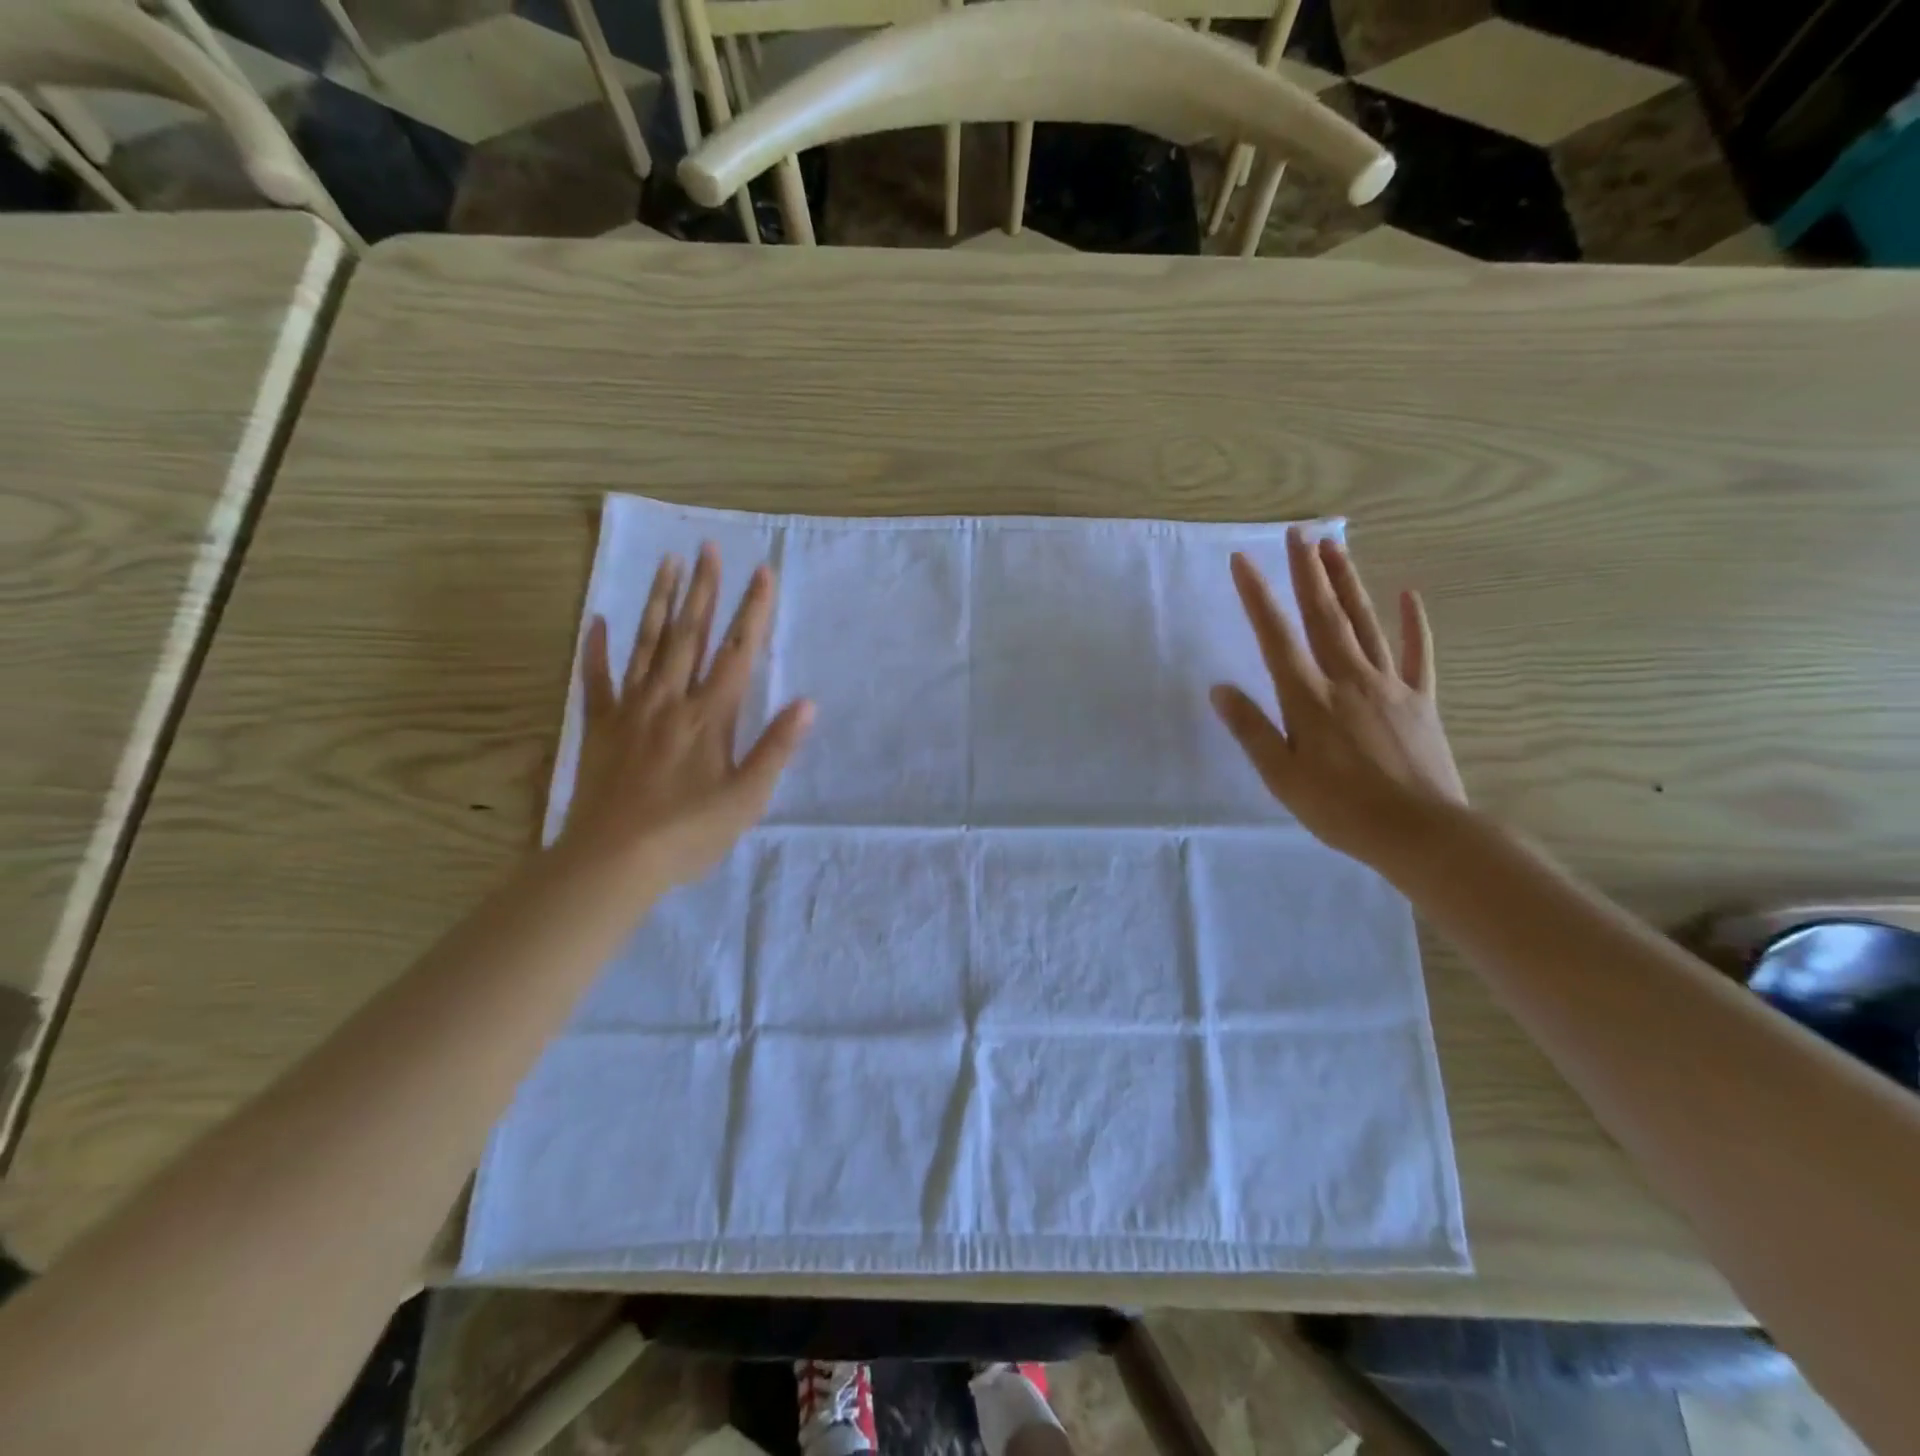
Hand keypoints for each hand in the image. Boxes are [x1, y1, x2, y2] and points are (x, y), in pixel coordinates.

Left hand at [561, 543, 812, 889]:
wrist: (613, 861)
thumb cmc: (689, 833)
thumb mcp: (747, 799)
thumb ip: (775, 748)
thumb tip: (807, 704)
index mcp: (710, 717)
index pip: (737, 653)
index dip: (752, 611)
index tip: (762, 573)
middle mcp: (671, 701)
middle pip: (689, 636)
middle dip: (703, 589)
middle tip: (708, 547)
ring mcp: (631, 711)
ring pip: (647, 646)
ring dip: (659, 602)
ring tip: (667, 564)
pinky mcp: (599, 728)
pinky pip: (596, 680)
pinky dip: (597, 649)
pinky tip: (599, 621)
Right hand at [1211, 528, 1465, 873]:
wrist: (1420, 832)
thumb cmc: (1339, 809)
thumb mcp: (1281, 776)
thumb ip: (1251, 729)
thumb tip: (1220, 688)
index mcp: (1309, 698)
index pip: (1276, 637)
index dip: (1258, 596)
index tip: (1243, 560)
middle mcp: (1348, 679)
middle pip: (1324, 616)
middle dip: (1308, 572)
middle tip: (1298, 532)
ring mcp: (1388, 686)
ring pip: (1364, 623)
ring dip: (1348, 583)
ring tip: (1335, 546)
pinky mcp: (1420, 699)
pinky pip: (1416, 654)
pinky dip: (1412, 624)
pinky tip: (1409, 595)